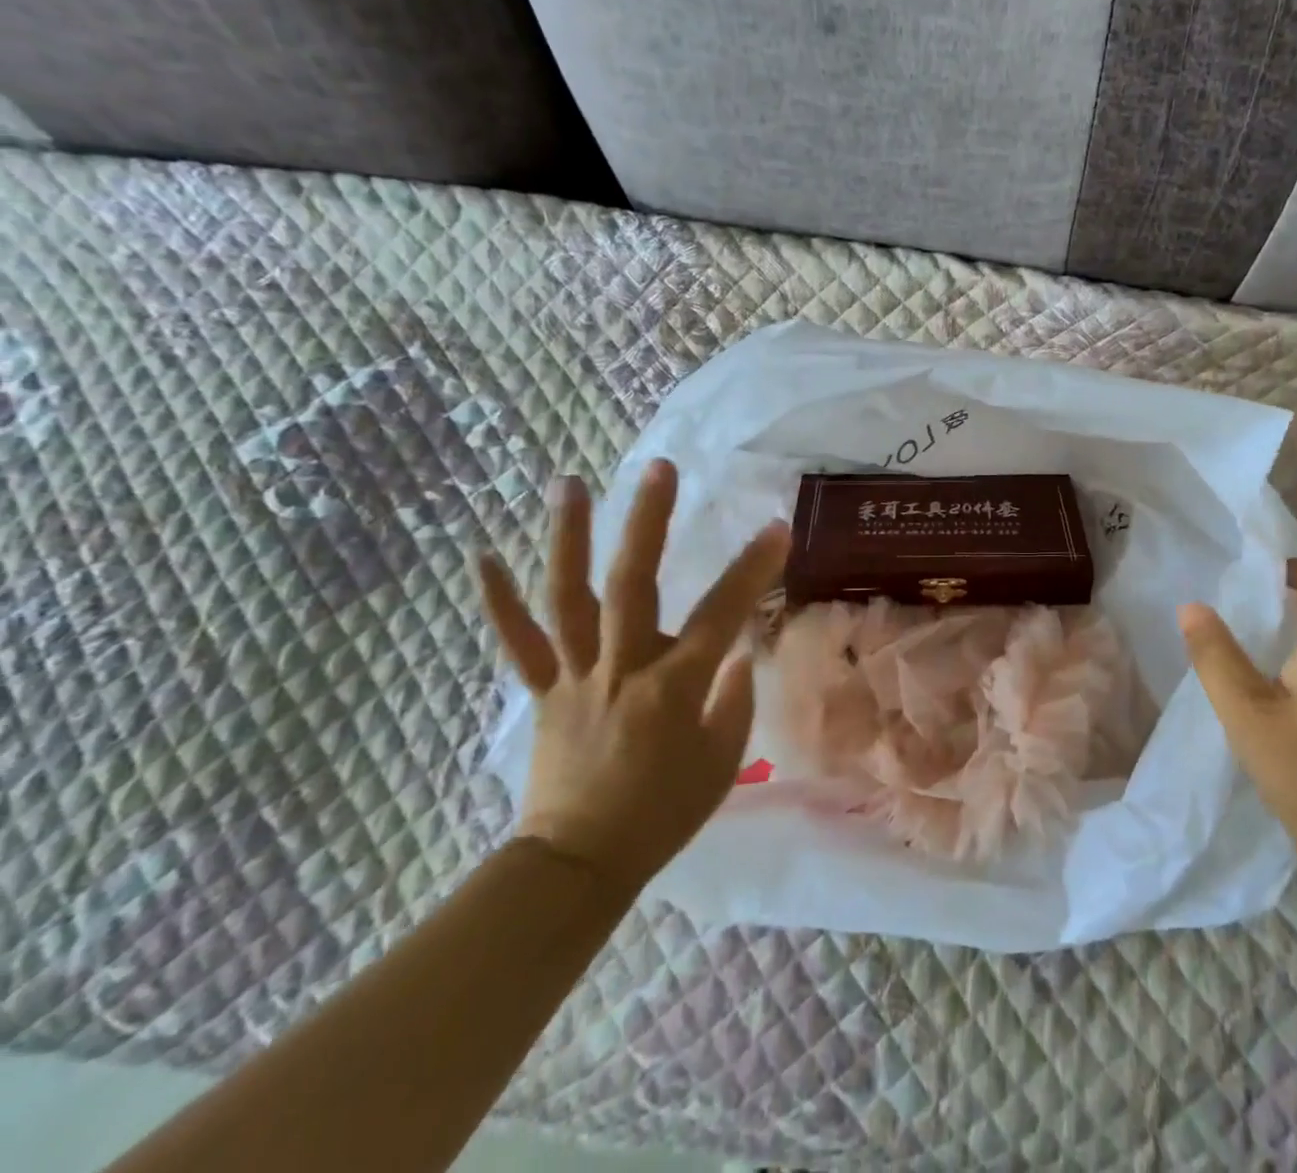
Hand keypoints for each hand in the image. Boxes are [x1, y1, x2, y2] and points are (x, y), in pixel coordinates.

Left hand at [475, 460, 789, 897]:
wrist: (579, 864)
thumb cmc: (663, 814)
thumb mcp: (721, 763)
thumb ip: (732, 700)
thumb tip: (734, 655)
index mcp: (673, 688)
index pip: (721, 615)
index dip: (751, 570)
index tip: (776, 528)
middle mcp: (621, 669)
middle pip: (632, 585)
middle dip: (647, 523)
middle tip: (658, 468)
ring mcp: (575, 676)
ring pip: (567, 599)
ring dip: (568, 539)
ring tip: (570, 484)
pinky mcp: (543, 691)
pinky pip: (518, 643)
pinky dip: (499, 601)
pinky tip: (483, 556)